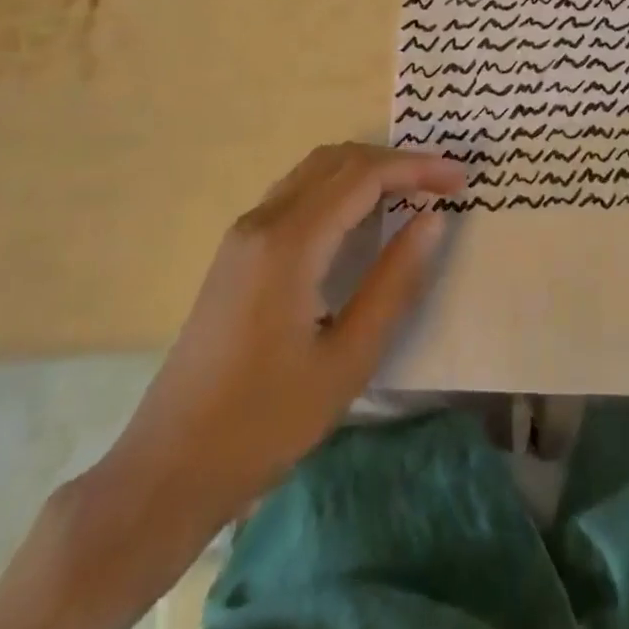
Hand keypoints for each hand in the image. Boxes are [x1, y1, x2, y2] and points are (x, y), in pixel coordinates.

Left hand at [96, 143, 463, 548]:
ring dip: (366, 170)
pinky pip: (297, 193)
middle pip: (338, 160)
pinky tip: (362, 216)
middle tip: (443, 182)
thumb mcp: (349, 359)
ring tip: (412, 191)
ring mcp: (243, 234)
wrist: (168, 468)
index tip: (460, 180)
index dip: (417, 168)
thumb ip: (396, 282)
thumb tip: (433, 218)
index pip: (363, 177)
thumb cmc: (265, 422)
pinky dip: (339, 187)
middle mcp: (262, 222)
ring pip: (314, 171)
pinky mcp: (236, 252)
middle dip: (395, 161)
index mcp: (289, 244)